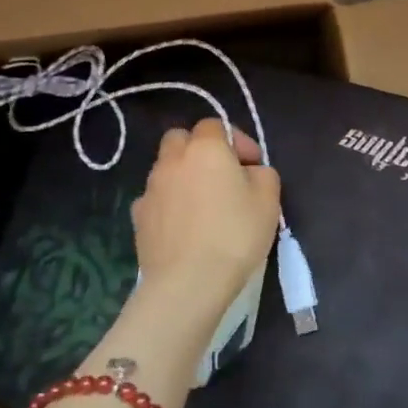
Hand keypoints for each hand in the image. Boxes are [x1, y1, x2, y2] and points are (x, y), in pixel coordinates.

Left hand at [126, 119, 281, 350]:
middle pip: (181, 139)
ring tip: (203, 205)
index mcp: (205, 148)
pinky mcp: (138, 217)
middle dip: (200, 149)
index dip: (236, 140)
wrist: (188, 283)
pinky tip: (184, 227)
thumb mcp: (269, 199)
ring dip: (183, 176)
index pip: (215, 124)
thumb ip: (262, 173)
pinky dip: (169, 204)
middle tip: (221, 176)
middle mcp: (172, 160)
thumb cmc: (235, 234)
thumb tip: (249, 173)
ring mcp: (150, 188)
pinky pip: (156, 199)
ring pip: (166, 168)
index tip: (251, 165)